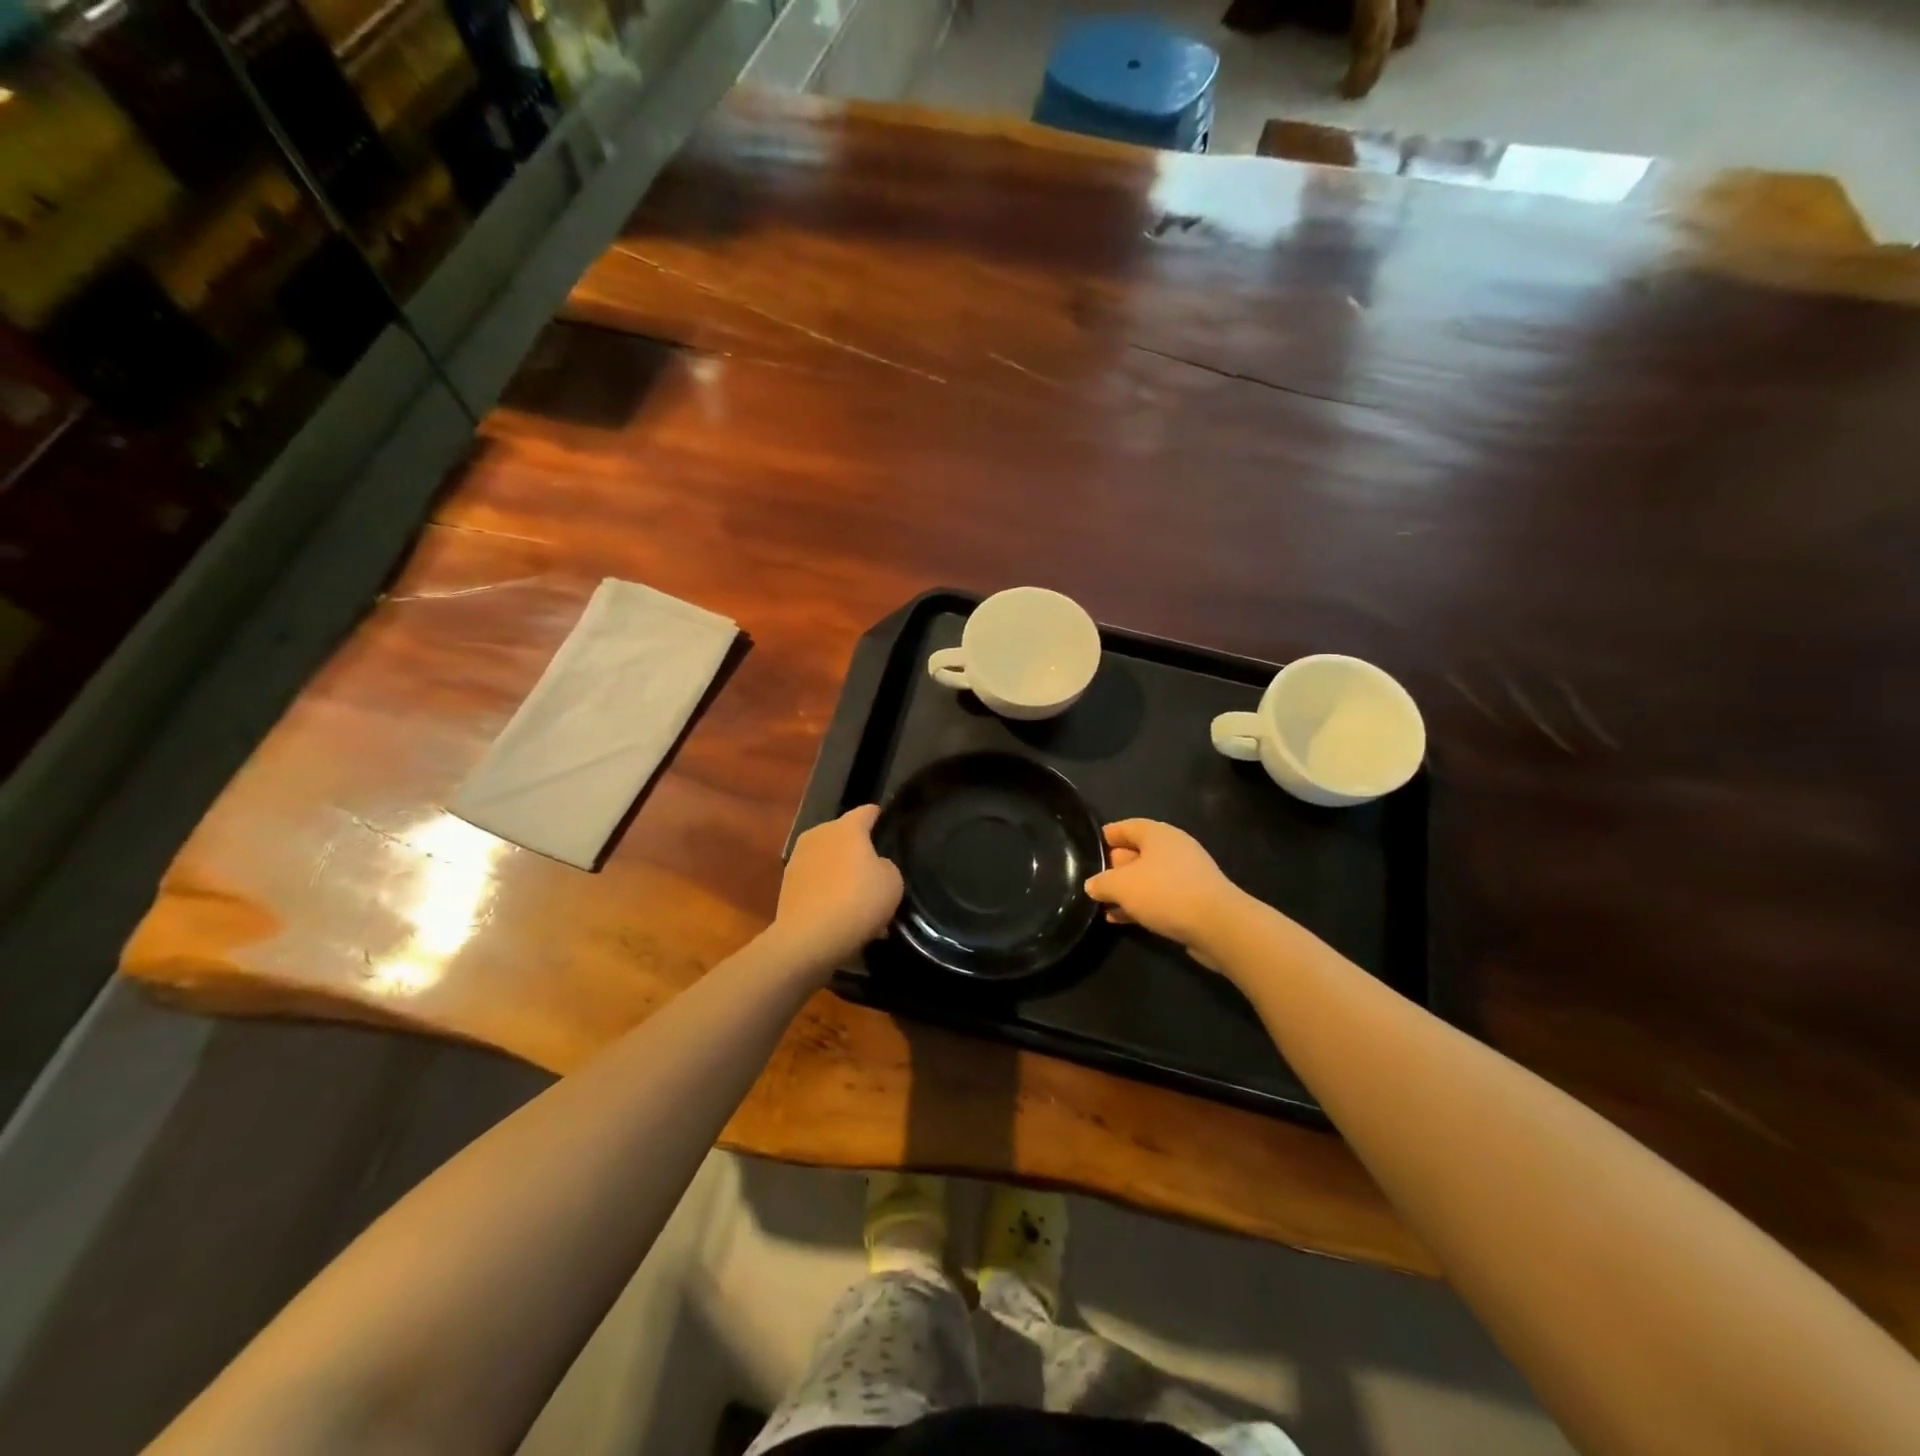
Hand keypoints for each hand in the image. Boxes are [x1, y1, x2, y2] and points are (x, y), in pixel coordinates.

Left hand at [771, 805, 903, 972]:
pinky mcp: (787, 885)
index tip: (887, 823)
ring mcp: (798, 860)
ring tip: (857, 896)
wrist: (808, 939)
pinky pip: (816, 882)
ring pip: (828, 859)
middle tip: (875, 868)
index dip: (879, 816)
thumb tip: (873, 867)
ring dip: (840, 871)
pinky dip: (827, 891)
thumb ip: (885, 865)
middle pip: (843, 835)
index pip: (867, 811)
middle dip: (858, 848)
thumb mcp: (892, 881)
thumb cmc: (857, 901)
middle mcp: (819, 835)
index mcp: (846, 827)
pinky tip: (840, 913)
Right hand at [1084, 819, 1245, 963]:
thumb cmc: (1164, 893)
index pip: (1126, 826)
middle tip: (1095, 881)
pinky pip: (1161, 896)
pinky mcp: (1196, 898)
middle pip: (1138, 852)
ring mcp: (1187, 874)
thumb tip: (1093, 885)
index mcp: (1157, 834)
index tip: (1090, 847)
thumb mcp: (1120, 886)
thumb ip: (1101, 883)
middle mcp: (1174, 848)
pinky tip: (1124, 919)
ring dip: (1128, 890)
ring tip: (1105, 905)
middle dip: (1115, 866)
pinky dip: (1142, 904)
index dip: (1106, 836)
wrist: (1218, 925)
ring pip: (1149, 877)